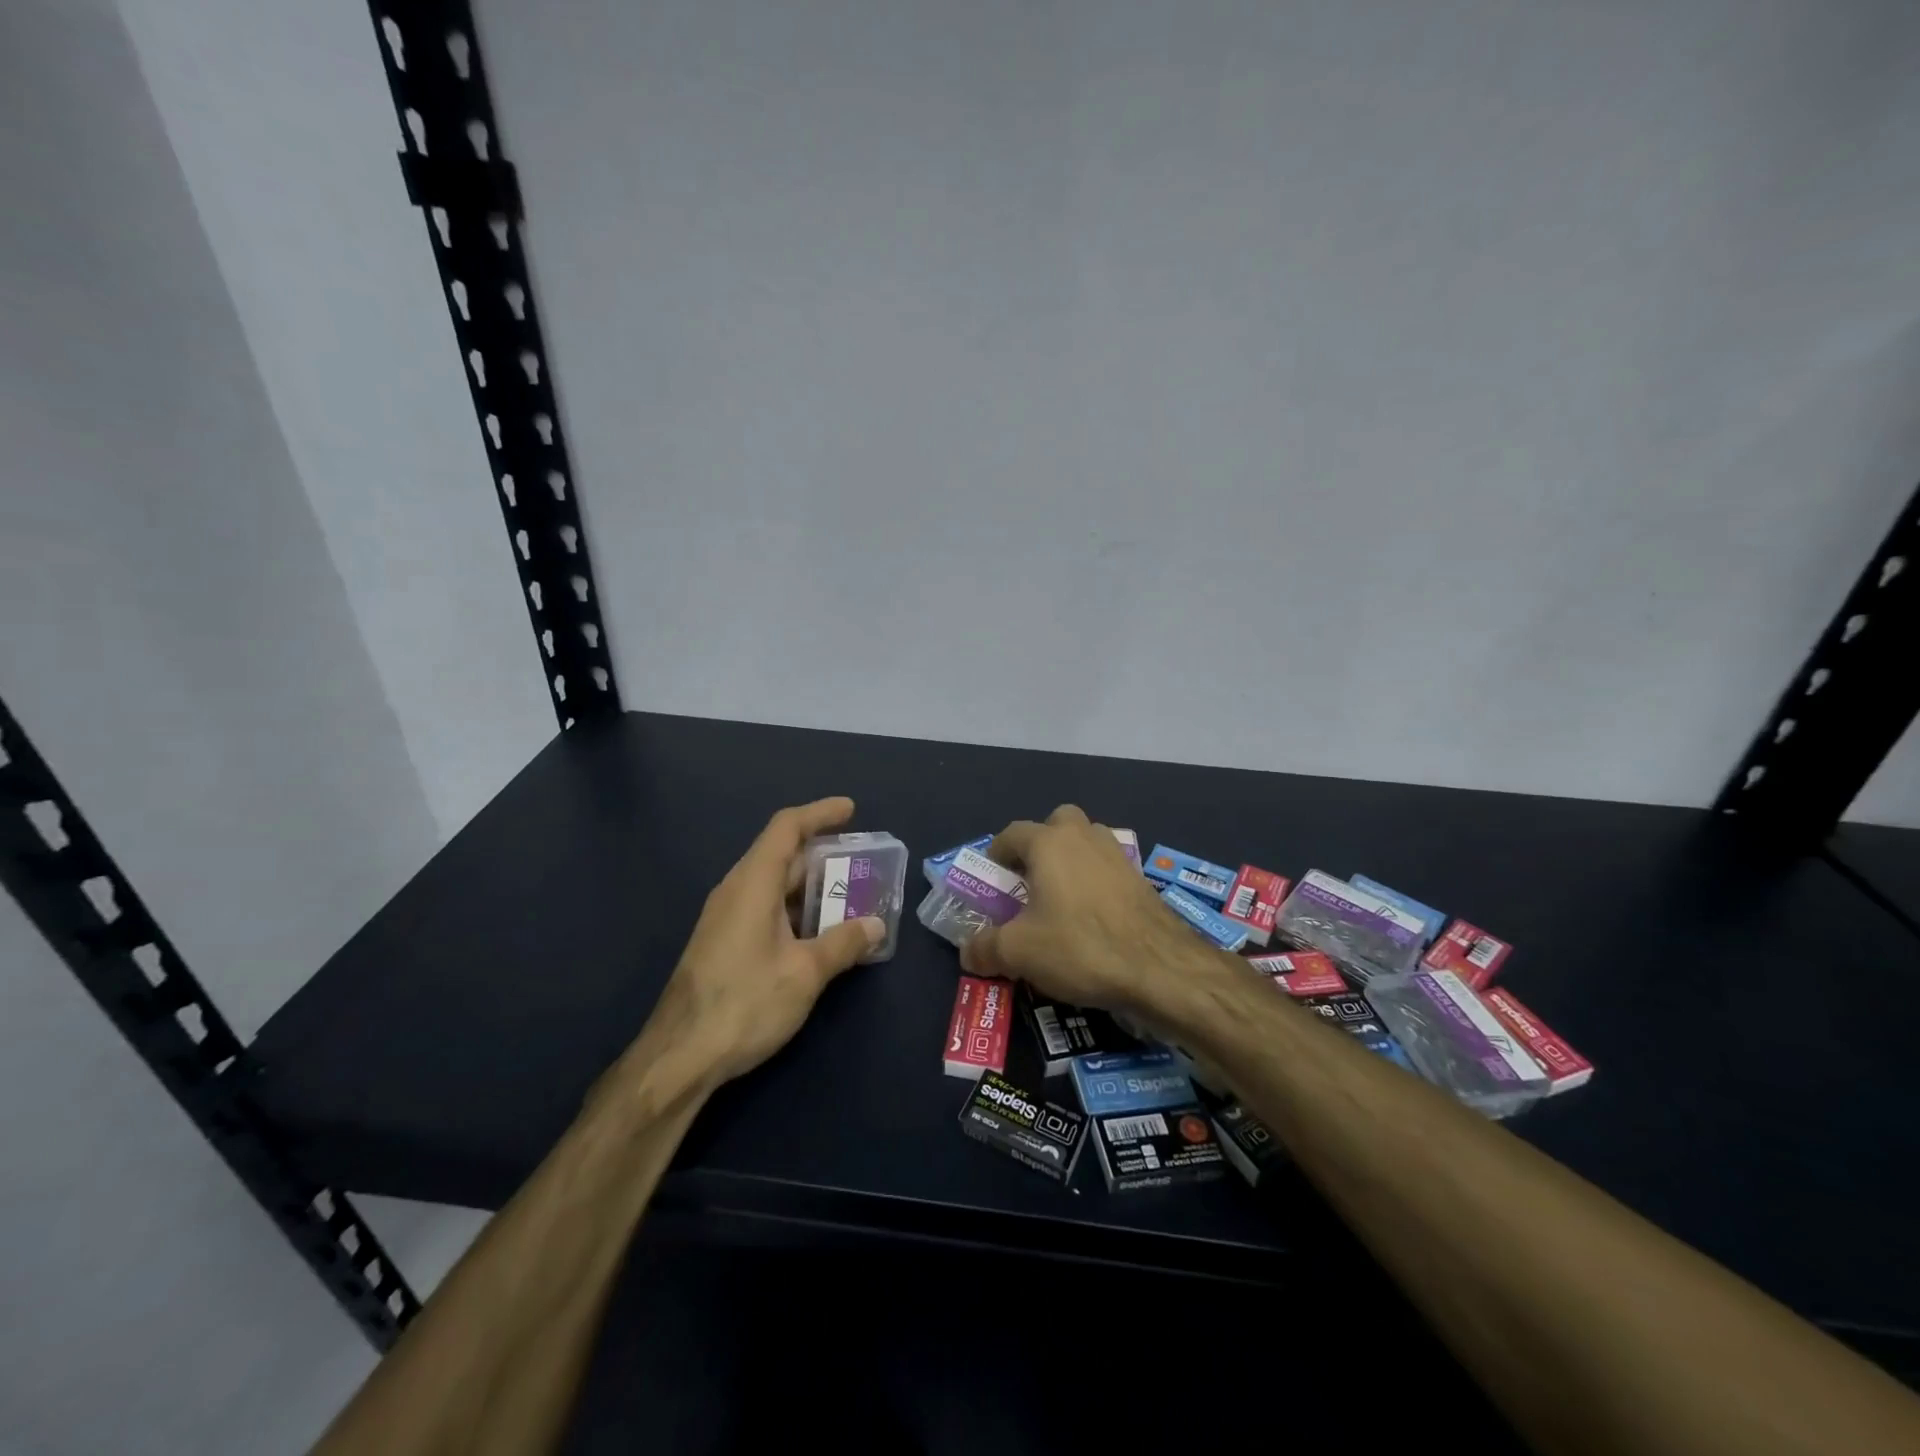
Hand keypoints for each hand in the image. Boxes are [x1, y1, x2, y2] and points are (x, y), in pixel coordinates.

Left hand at [617, 797, 884, 1093]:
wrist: (680, 1056)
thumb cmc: (745, 1003)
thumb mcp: (805, 973)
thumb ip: (843, 943)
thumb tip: (875, 924)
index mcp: (752, 883)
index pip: (786, 828)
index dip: (820, 813)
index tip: (851, 810)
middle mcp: (736, 891)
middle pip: (781, 854)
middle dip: (823, 853)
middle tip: (862, 861)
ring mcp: (726, 918)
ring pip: (773, 885)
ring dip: (811, 886)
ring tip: (849, 896)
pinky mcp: (723, 943)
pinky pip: (765, 908)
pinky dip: (796, 909)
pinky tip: (818, 932)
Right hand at [960, 804, 1219, 1017]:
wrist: (1161, 968)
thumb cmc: (1081, 947)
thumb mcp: (1019, 953)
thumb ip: (986, 948)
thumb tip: (969, 952)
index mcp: (1049, 842)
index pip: (1011, 833)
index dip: (995, 856)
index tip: (992, 884)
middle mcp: (1083, 836)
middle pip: (1055, 824)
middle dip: (1039, 846)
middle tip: (1030, 884)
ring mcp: (1117, 854)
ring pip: (1086, 843)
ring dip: (1070, 862)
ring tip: (1061, 902)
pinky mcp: (1140, 878)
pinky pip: (1107, 868)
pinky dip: (1095, 883)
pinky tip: (1093, 918)